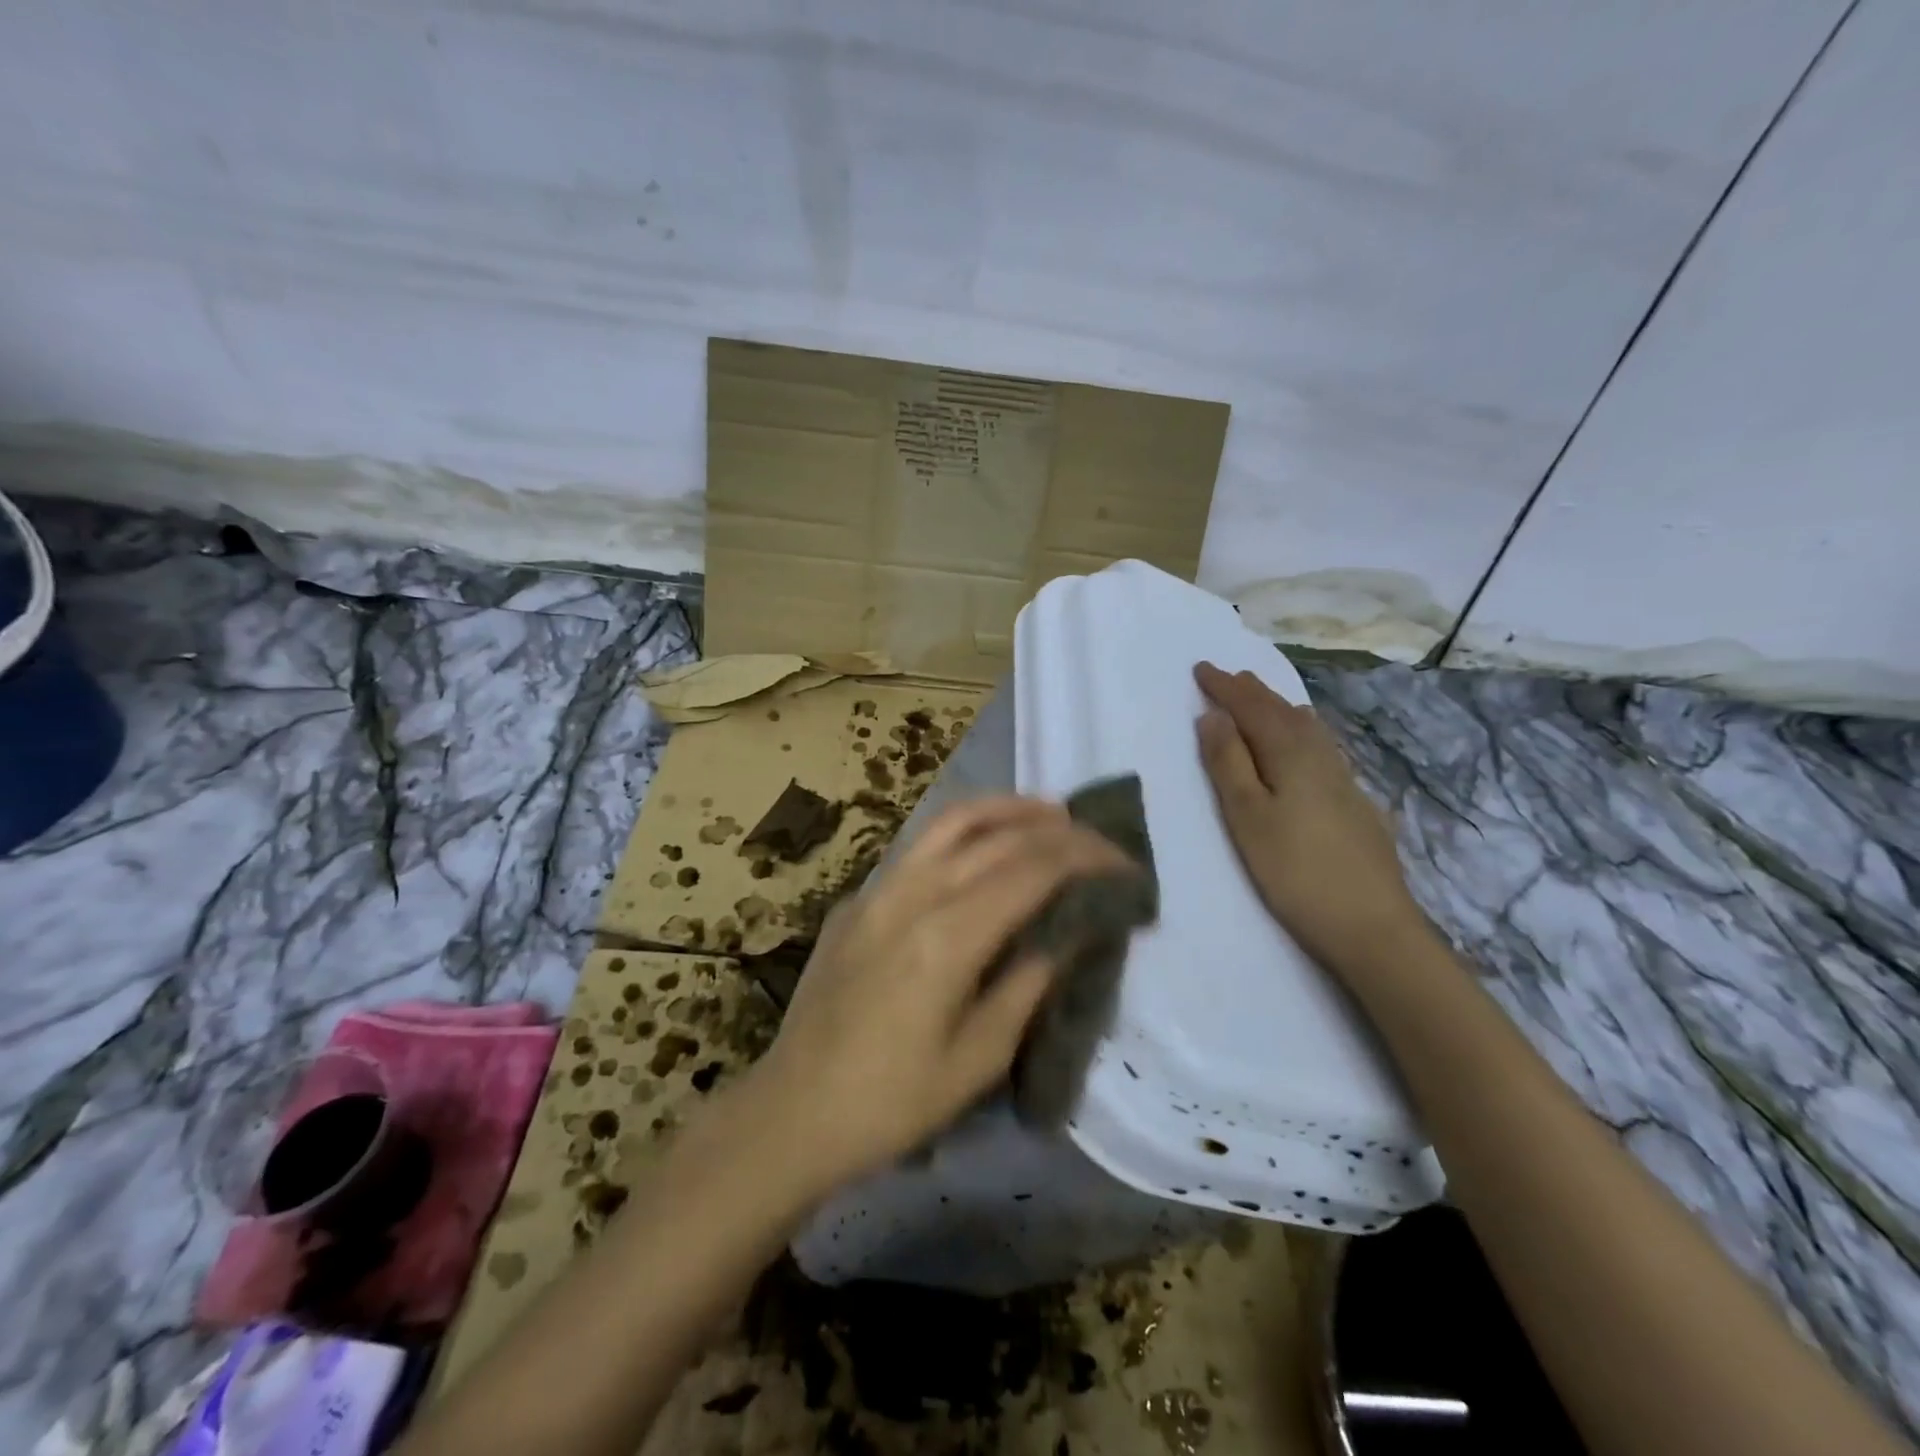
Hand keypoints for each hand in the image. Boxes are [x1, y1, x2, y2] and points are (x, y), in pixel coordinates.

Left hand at [752, 796, 1136, 1190]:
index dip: (1084, 858)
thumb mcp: (978, 1059)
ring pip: (951, 822)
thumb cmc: (893, 1102)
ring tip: (1049, 813)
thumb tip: (1069, 934)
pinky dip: (964, 830)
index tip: (1123, 862)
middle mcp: (912, 895)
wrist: (792, 1111)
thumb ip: (1028, 985)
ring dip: (1007, 809)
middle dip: (1057, 829)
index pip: (1031, 871)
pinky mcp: (858, 899)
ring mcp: (878, 890)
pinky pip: (920, 845)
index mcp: (947, 937)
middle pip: (997, 837)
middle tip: (1097, 838)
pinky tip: (983, 845)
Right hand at [1194, 661, 1425, 980]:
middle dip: (1252, 692)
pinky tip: (1309, 745)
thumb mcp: (1247, 817)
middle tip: (1228, 676)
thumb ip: (1228, 763)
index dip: (1225, 688)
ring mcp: (1345, 781)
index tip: (1200, 668)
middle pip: (1283, 712)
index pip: (1252, 708)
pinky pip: (1323, 748)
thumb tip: (1212, 716)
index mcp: (1290, 755)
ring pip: (1308, 729)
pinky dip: (1304, 732)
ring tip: (1264, 699)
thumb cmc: (1295, 871)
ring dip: (1279, 708)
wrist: (1373, 926)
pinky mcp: (1357, 804)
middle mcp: (1321, 757)